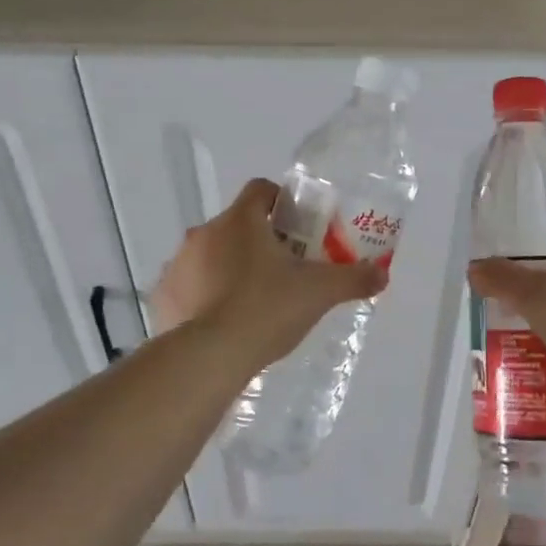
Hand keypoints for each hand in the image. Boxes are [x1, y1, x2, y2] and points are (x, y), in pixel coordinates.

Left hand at [153, 179, 389, 365]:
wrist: (210, 356)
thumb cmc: (267, 309)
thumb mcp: (319, 293)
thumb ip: (353, 279)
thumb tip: (382, 275)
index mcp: (241, 221)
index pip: (260, 189)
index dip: (281, 201)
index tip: (297, 226)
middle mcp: (204, 233)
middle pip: (236, 225)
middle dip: (257, 241)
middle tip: (282, 271)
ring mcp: (178, 264)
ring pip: (209, 255)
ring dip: (227, 268)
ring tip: (250, 301)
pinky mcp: (163, 295)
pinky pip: (187, 286)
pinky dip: (202, 296)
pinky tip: (220, 323)